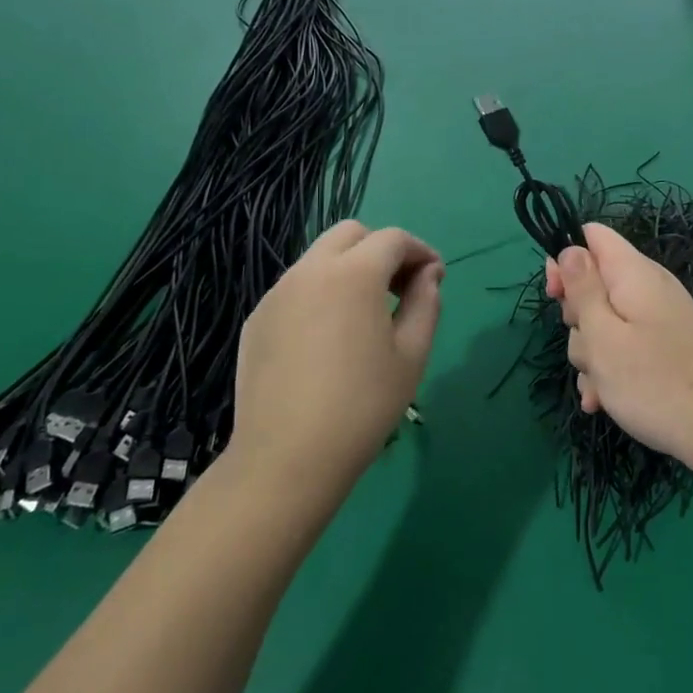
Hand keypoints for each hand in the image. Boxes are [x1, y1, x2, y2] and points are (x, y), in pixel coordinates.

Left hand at [230, 220, 442, 489]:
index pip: (393, 239)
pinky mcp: (258, 319)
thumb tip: (428, 275)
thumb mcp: (412, 354)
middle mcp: (310, 271)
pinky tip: (329, 337)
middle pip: (351, 234)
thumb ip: (426, 302)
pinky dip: (321, 292)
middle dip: (381, 249)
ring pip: (320, 257)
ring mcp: (277, 294)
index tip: (434, 278)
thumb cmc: (362, 405)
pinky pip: (297, 287)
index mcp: (353, 274)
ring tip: (366, 313)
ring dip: (350, 268)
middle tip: (399, 288)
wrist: (286, 458)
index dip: (421, 252)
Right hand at [545, 223, 692, 476]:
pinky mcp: (664, 347)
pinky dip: (612, 370)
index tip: (554, 296)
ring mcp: (658, 319)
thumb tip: (570, 249)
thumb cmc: (653, 381)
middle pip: (594, 285)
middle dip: (578, 319)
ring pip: (605, 323)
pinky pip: (625, 346)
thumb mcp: (602, 335)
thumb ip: (582, 289)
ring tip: (602, 388)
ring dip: (593, 355)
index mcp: (633, 273)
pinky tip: (606, 401)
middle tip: (590, 349)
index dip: (566, 258)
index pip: (592, 236)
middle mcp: (648, 287)